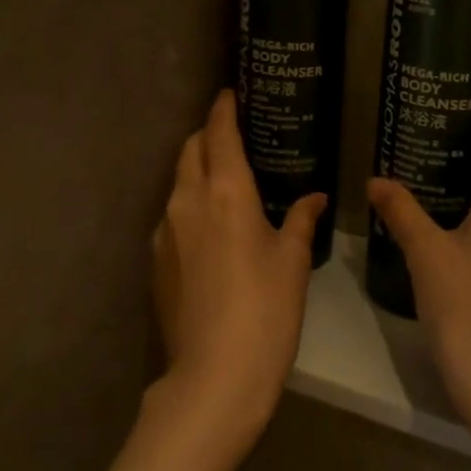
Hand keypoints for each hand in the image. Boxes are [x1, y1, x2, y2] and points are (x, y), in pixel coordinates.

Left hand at [151, 90, 325, 449]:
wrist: (214, 376)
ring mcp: (165, 230)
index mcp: (225, 191)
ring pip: (178, 181)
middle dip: (209, 135)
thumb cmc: (265, 310)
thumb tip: (314, 198)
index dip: (224, 109)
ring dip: (197, 169)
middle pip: (191, 149)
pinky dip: (190, 204)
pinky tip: (211, 227)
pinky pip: (172, 214)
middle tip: (234, 136)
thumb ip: (301, 220)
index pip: (219, 132)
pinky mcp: (155, 260)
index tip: (230, 94)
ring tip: (225, 181)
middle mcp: (187, 200)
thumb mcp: (293, 261)